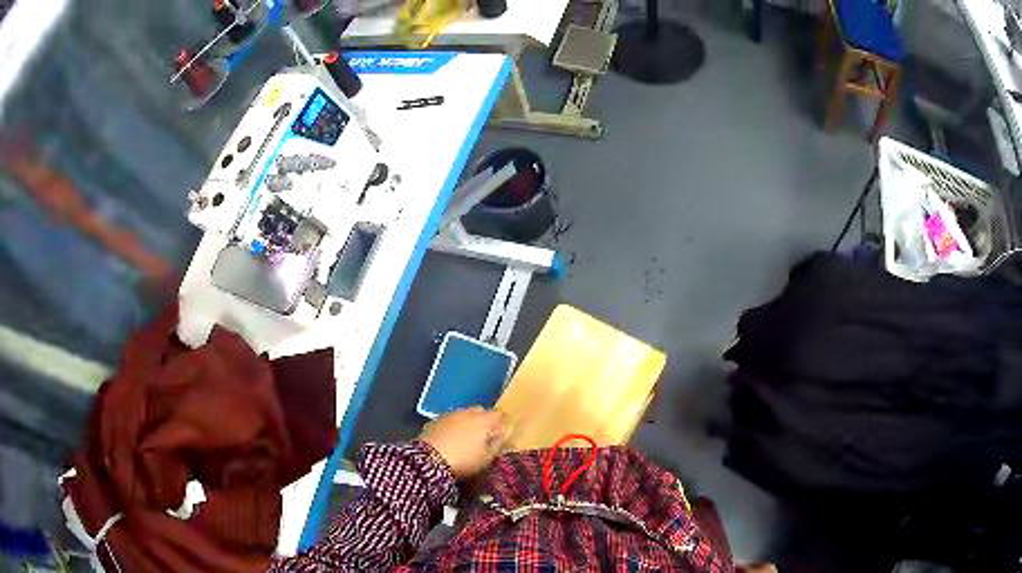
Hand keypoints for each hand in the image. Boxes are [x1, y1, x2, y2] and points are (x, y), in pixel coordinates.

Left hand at [419, 407, 509, 478]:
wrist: (430, 460)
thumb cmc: (464, 460)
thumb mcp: (486, 458)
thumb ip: (497, 444)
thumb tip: (503, 435)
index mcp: (483, 420)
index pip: (497, 415)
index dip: (501, 423)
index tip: (501, 432)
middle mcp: (467, 413)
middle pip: (480, 411)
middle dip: (484, 419)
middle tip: (484, 434)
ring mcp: (449, 415)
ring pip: (463, 414)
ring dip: (467, 422)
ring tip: (466, 437)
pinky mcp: (435, 421)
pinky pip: (450, 420)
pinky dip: (453, 426)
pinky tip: (451, 438)